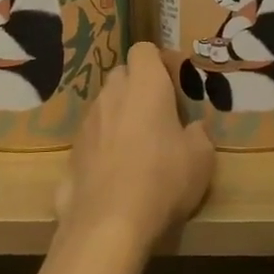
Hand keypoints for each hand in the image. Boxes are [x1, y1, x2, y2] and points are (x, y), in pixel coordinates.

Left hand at [55, 42, 215, 251]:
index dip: (158, 62)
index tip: (174, 85)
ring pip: (105, 106)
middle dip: (138, 88)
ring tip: (138, 148)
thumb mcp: (201, 158)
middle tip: (158, 116)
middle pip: (123, 75)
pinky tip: (116, 174)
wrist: (108, 223)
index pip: (144, 50)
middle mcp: (112, 94)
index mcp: (145, 84)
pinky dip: (103, 146)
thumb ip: (198, 135)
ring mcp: (88, 122)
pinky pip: (92, 138)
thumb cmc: (163, 179)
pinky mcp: (72, 152)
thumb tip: (194, 129)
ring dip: (119, 117)